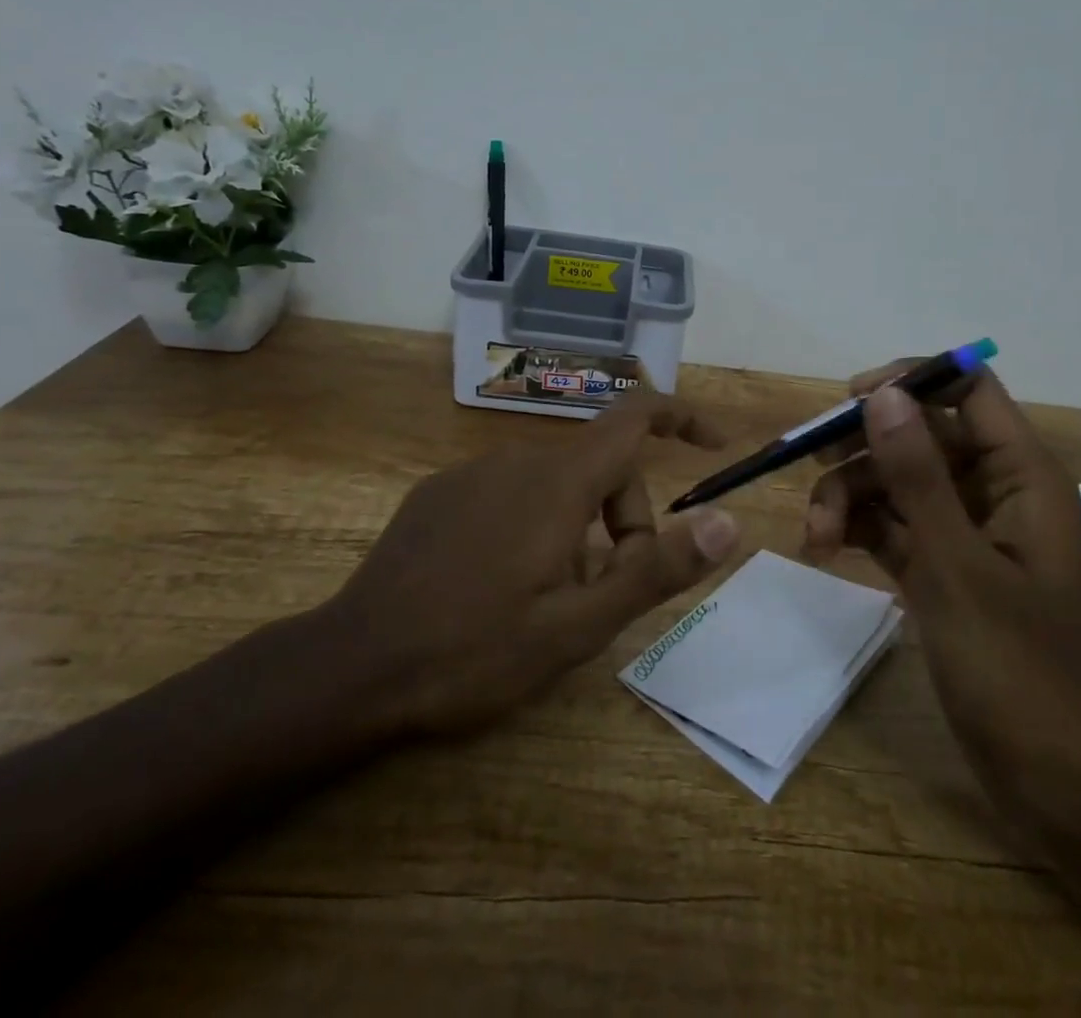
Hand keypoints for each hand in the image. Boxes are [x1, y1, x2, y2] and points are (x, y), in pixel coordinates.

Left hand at [314, 390, 742, 739]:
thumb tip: (729, 522)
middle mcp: (518, 458)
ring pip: (556, 483)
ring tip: (551, 600)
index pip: (636, 416)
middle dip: (624, 520)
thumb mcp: (579, 625)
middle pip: (600, 467)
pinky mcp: (441, 492)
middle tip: (606, 594)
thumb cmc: (475, 649)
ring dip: (578, 530)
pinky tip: (501, 584)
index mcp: (558, 481)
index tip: (713, 445)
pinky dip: (534, 524)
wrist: (352, 666)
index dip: (682, 418)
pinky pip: (511, 491)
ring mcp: (473, 472)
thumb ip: (657, 568)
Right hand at [804, 364, 1080, 781]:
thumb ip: (917, 475)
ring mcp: (962, 529)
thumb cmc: (1016, 668)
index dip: (911, 381)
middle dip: (863, 447)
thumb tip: (882, 394)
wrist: (1053, 780)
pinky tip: (823, 548)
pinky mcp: (938, 565)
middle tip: (812, 465)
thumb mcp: (956, 564)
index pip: (968, 388)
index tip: (852, 402)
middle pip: (918, 432)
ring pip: (895, 479)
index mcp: (1018, 473)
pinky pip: (889, 523)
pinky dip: (855, 527)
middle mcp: (991, 489)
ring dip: (849, 495)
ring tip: (815, 536)